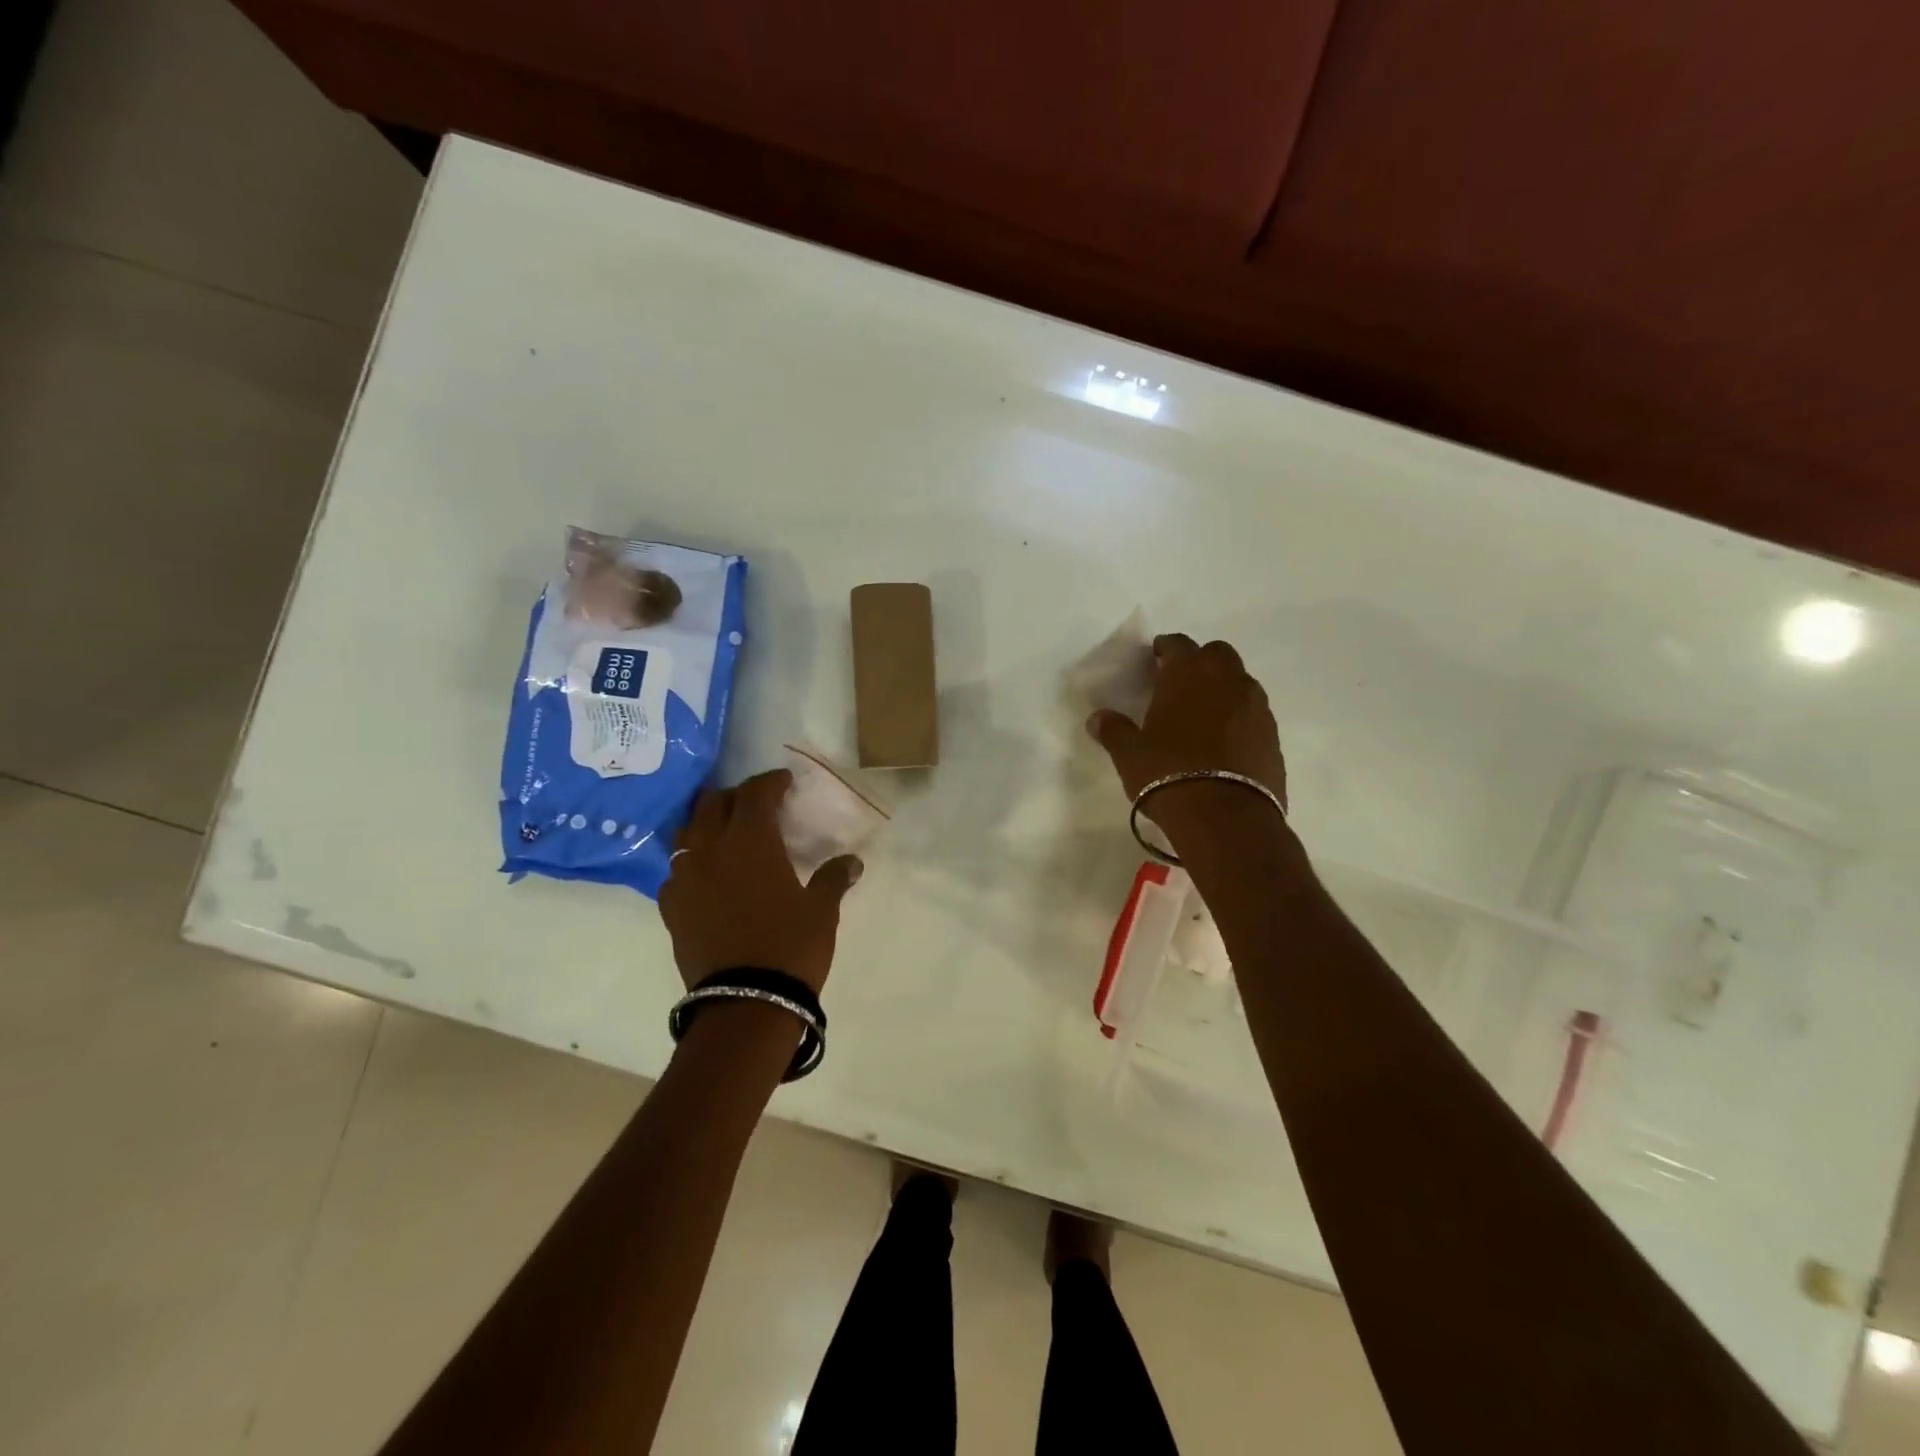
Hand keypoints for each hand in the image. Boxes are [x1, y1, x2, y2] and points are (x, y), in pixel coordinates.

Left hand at [659, 769, 862, 993]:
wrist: (745, 1004)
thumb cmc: (790, 947)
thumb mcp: (821, 910)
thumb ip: (834, 878)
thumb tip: (852, 861)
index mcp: (750, 841)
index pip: (756, 793)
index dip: (771, 782)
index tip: (785, 782)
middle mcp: (710, 849)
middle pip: (713, 803)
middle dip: (736, 796)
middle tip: (756, 804)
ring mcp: (684, 878)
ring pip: (686, 832)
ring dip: (706, 823)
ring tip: (725, 832)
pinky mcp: (670, 908)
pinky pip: (675, 870)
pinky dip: (691, 862)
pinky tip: (706, 876)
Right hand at [1087, 634, 1286, 805]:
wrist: (1226, 818)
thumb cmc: (1168, 773)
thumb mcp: (1129, 754)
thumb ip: (1113, 730)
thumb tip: (1097, 718)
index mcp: (1189, 673)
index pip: (1178, 644)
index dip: (1165, 648)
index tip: (1154, 658)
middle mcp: (1228, 679)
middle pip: (1217, 654)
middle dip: (1200, 661)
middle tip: (1180, 682)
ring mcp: (1256, 706)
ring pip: (1240, 681)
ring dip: (1222, 688)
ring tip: (1202, 713)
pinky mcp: (1273, 735)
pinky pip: (1253, 713)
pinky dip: (1238, 717)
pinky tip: (1223, 740)